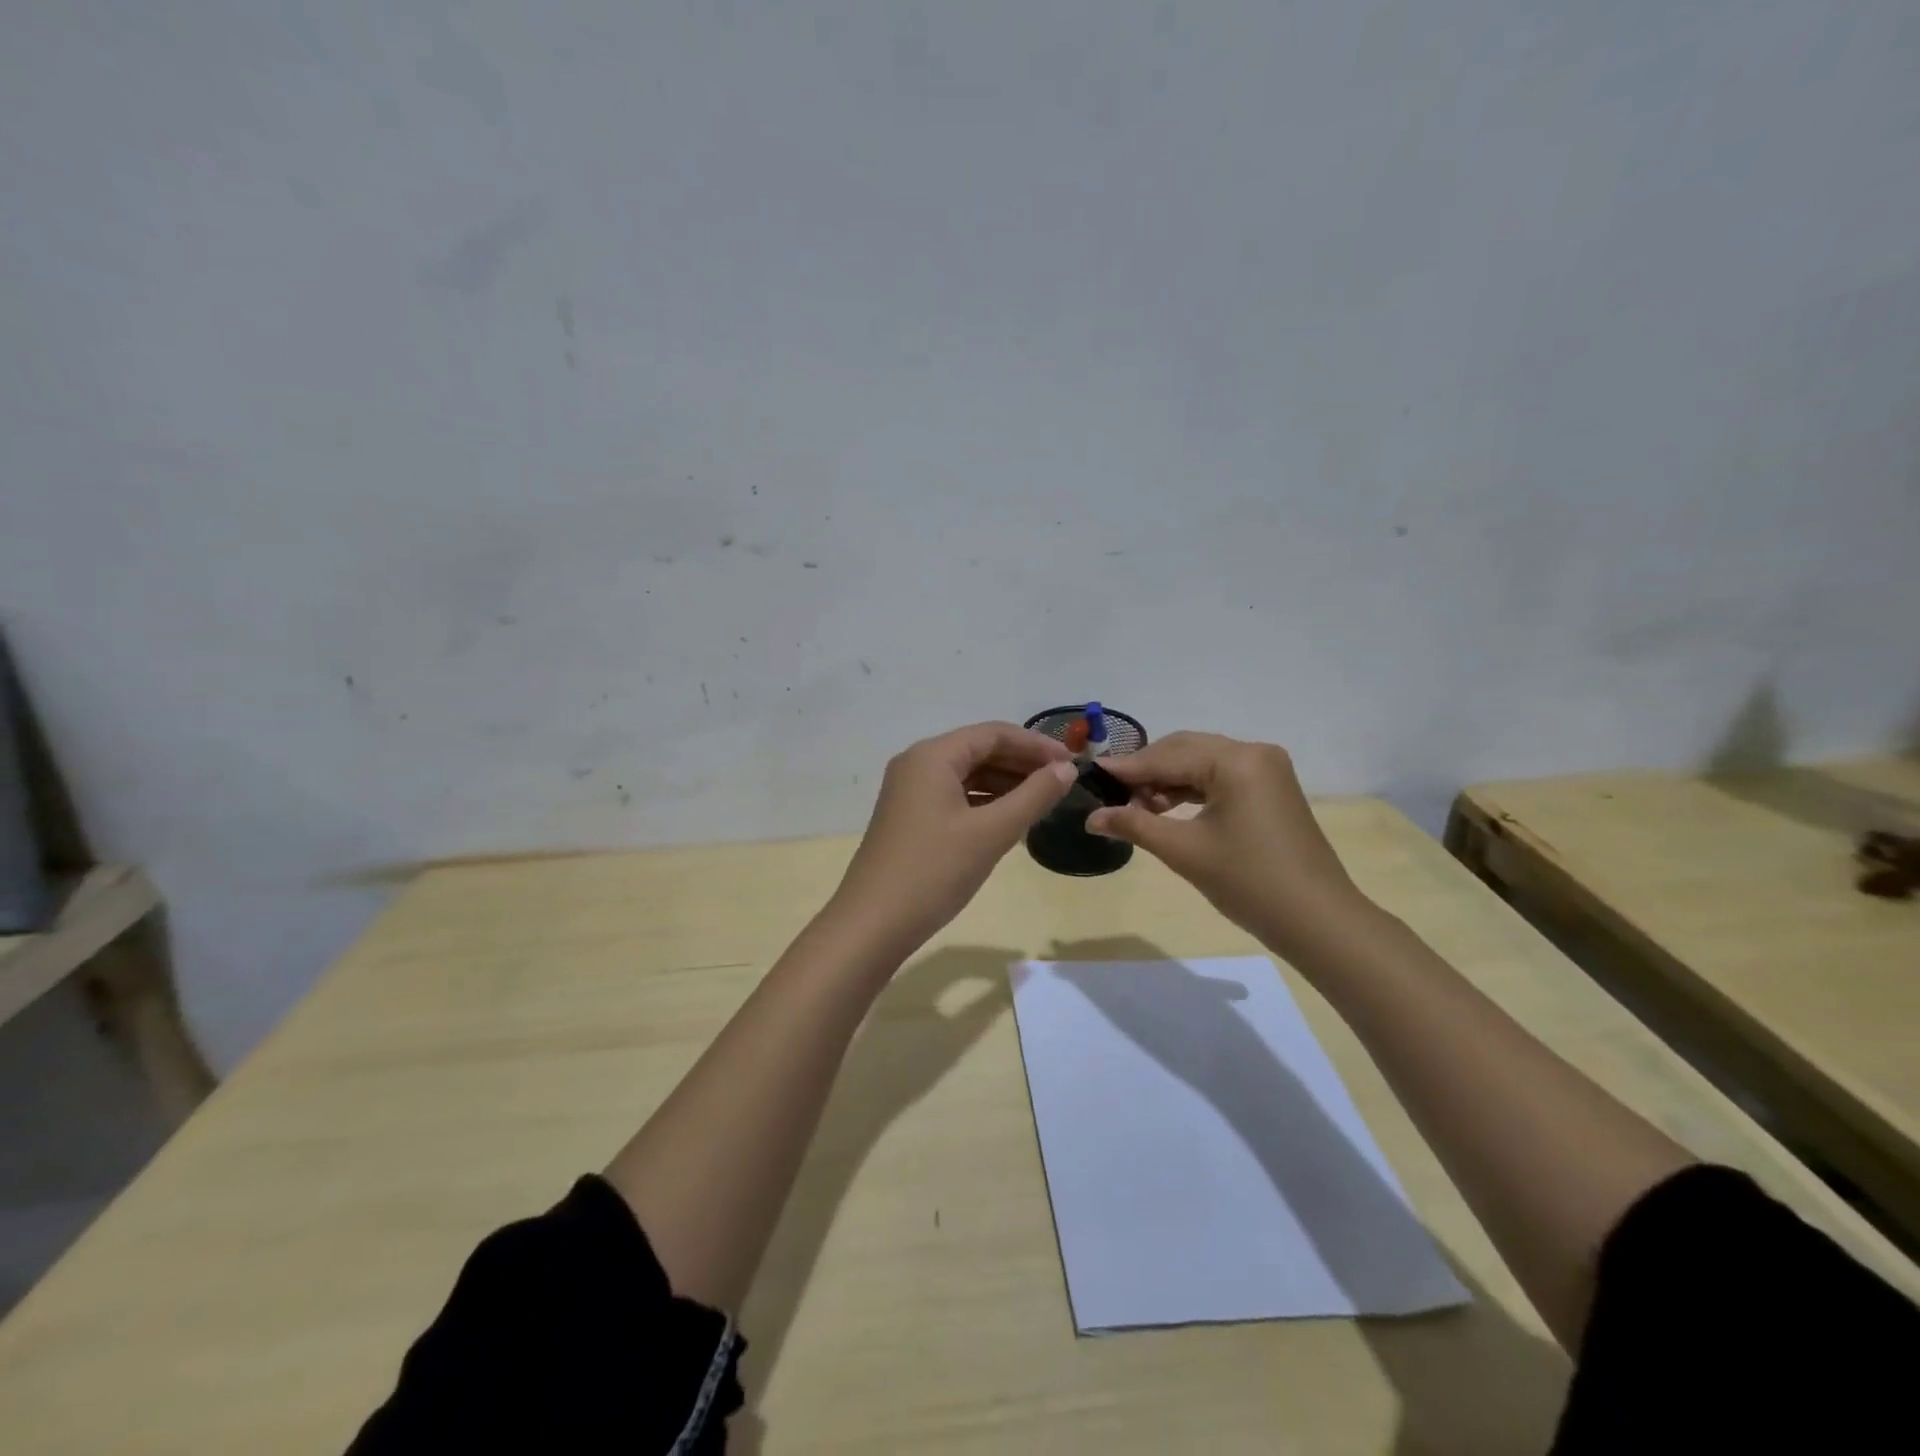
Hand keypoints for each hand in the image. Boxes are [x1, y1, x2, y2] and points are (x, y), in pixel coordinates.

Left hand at [828, 722, 1077, 955]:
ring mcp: (909, 792)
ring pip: (967, 775)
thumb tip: (1067, 769)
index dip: (1036, 744)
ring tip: (1043, 801)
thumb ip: (1033, 796)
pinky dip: (985, 802)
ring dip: (1005, 783)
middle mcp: (917, 764)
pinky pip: (955, 796)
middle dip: (1022, 763)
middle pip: (979, 750)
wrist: (873, 924)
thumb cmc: (934, 871)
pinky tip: (1010, 819)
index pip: (993, 734)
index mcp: (933, 756)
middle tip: (1062, 783)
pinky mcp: (909, 817)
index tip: (1072, 763)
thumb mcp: (991, 833)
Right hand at [1087, 732, 1370, 957]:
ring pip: (1201, 763)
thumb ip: (1135, 825)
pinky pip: (1219, 777)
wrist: (1317, 920)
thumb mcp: (1184, 851)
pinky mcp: (1270, 788)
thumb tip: (1091, 817)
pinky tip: (1165, 808)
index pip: (1167, 756)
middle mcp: (1253, 752)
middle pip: (1184, 750)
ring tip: (1136, 807)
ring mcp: (1266, 769)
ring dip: (1167, 781)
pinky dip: (1190, 790)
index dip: (1126, 768)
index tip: (1090, 773)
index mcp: (1237, 760)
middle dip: (1146, 771)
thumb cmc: (1249, 882)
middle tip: (1111, 795)